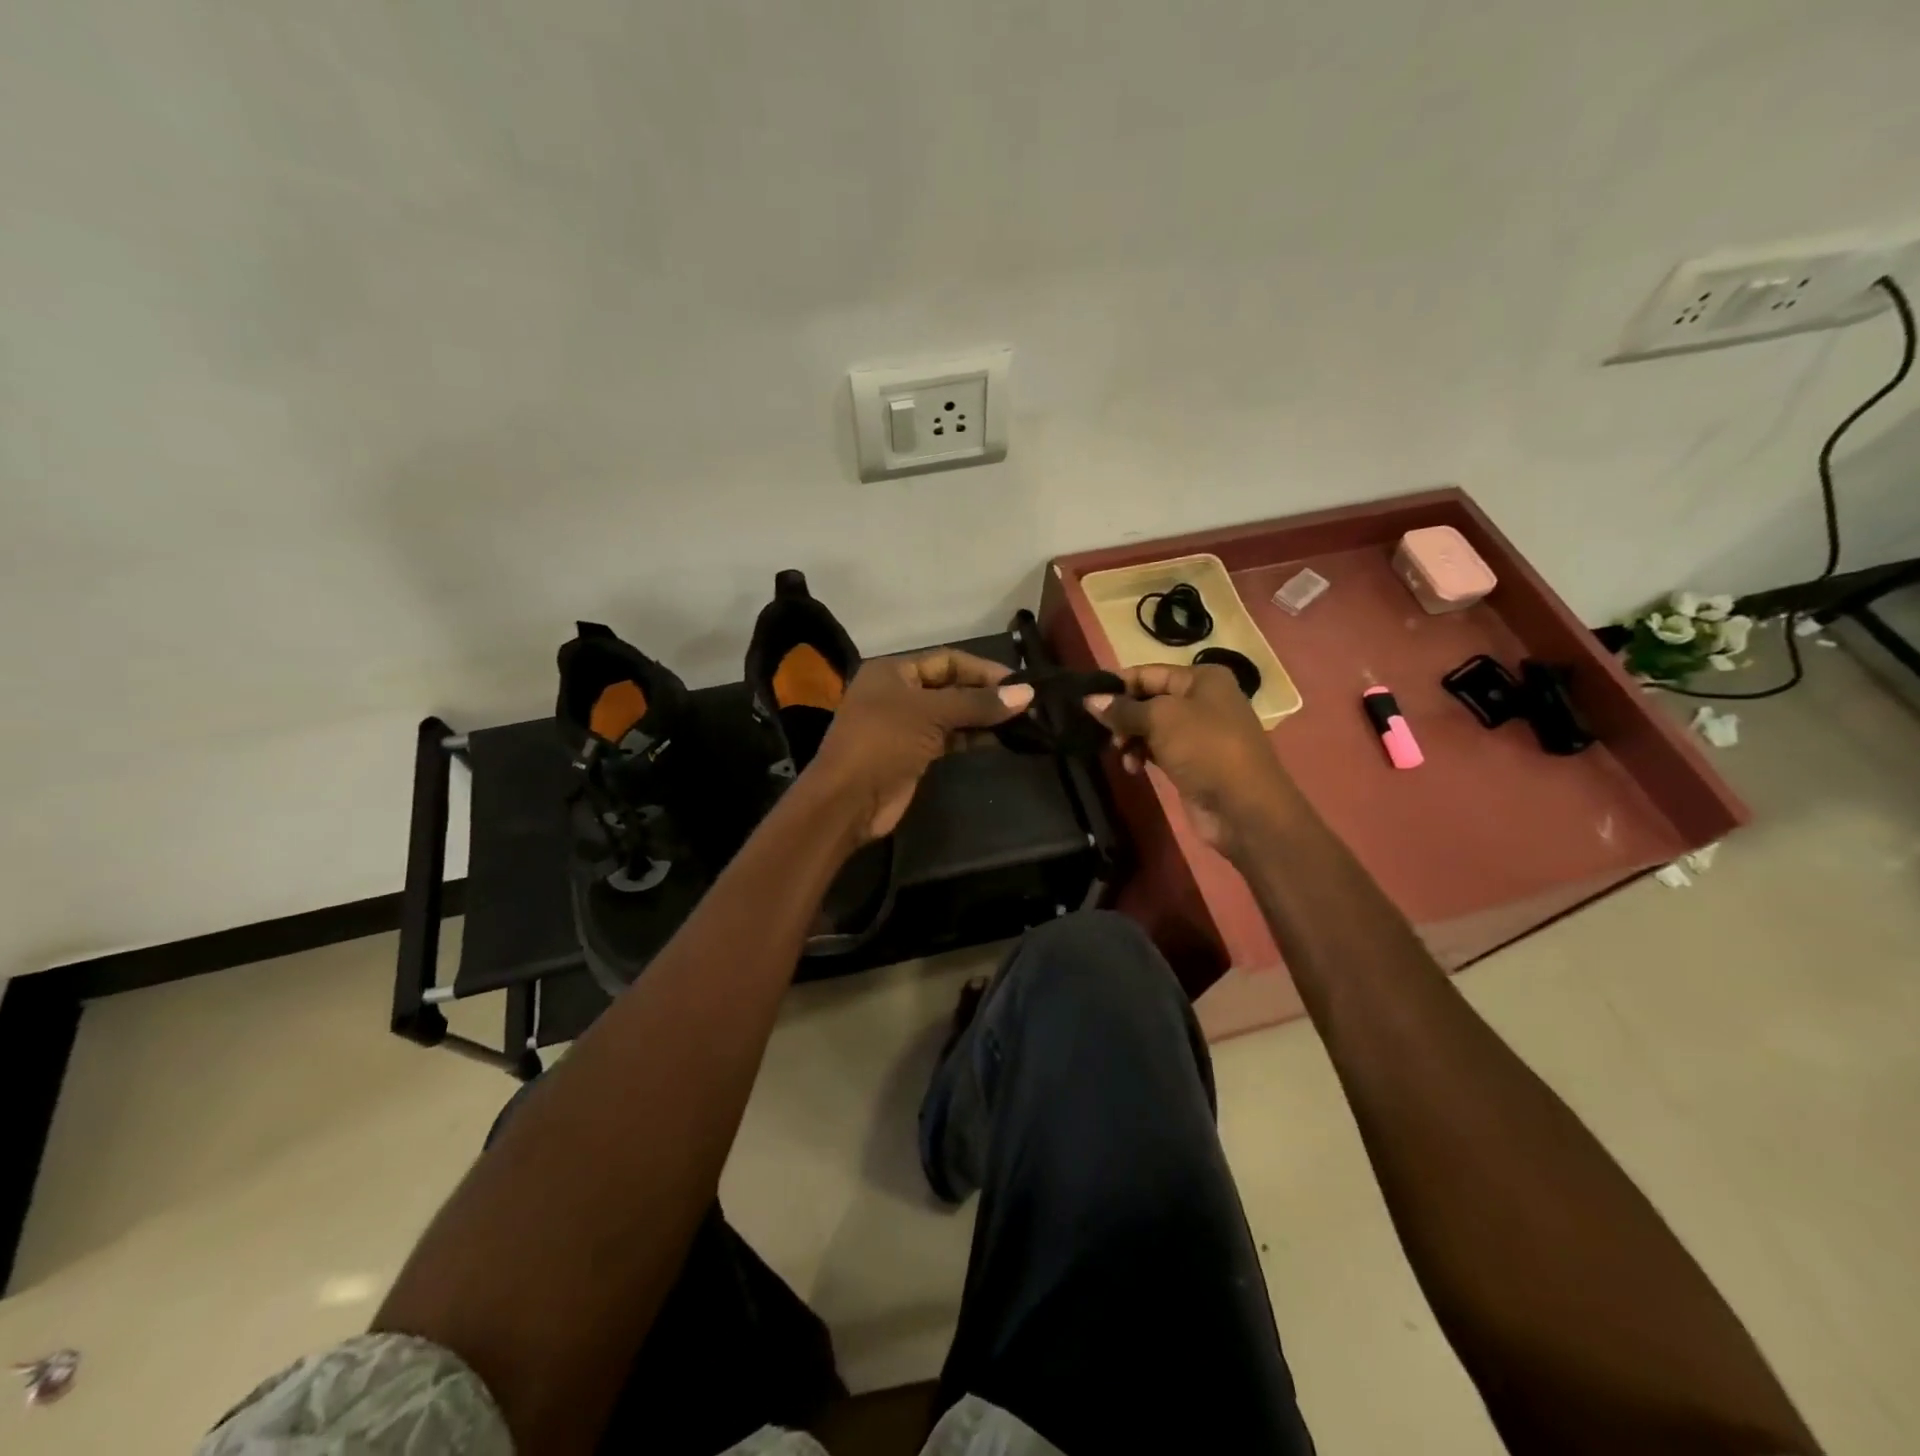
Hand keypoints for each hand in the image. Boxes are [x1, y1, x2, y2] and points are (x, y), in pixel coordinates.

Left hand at [810, 649, 1034, 842]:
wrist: (848, 800)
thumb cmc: (883, 742)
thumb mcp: (931, 715)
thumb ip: (978, 703)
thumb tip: (1028, 693)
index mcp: (893, 671)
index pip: (947, 660)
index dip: (983, 669)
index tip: (1019, 683)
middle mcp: (898, 693)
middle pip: (951, 686)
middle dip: (986, 693)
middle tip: (1027, 703)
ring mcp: (905, 725)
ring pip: (952, 714)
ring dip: (983, 717)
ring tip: (1022, 722)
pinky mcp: (914, 753)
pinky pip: (949, 737)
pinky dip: (972, 736)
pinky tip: (1000, 739)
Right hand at [1086, 663, 1294, 856]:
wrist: (1244, 807)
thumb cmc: (1205, 749)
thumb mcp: (1160, 720)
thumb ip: (1123, 709)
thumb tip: (1089, 700)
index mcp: (1202, 679)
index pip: (1148, 673)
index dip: (1117, 685)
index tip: (1085, 701)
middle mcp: (1202, 701)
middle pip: (1148, 700)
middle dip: (1123, 716)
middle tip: (1104, 734)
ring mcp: (1199, 733)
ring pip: (1151, 728)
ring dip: (1130, 739)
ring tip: (1121, 754)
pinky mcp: (1193, 762)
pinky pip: (1158, 751)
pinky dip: (1142, 756)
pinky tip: (1133, 769)